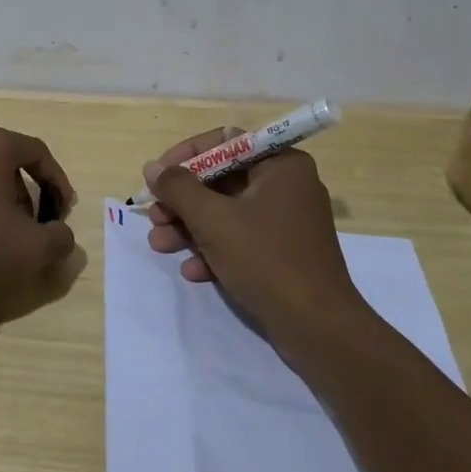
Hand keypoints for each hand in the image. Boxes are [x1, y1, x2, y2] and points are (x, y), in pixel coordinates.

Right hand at [142, 127, 361, 337]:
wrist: (318, 329)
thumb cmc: (266, 260)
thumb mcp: (213, 220)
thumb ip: (178, 189)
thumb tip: (152, 167)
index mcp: (281, 164)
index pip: (225, 142)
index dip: (185, 156)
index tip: (158, 177)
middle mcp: (287, 185)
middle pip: (221, 180)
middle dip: (183, 201)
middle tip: (154, 217)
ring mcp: (286, 221)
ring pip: (227, 212)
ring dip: (190, 227)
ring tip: (159, 245)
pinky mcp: (284, 253)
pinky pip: (242, 239)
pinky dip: (214, 250)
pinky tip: (192, 271)